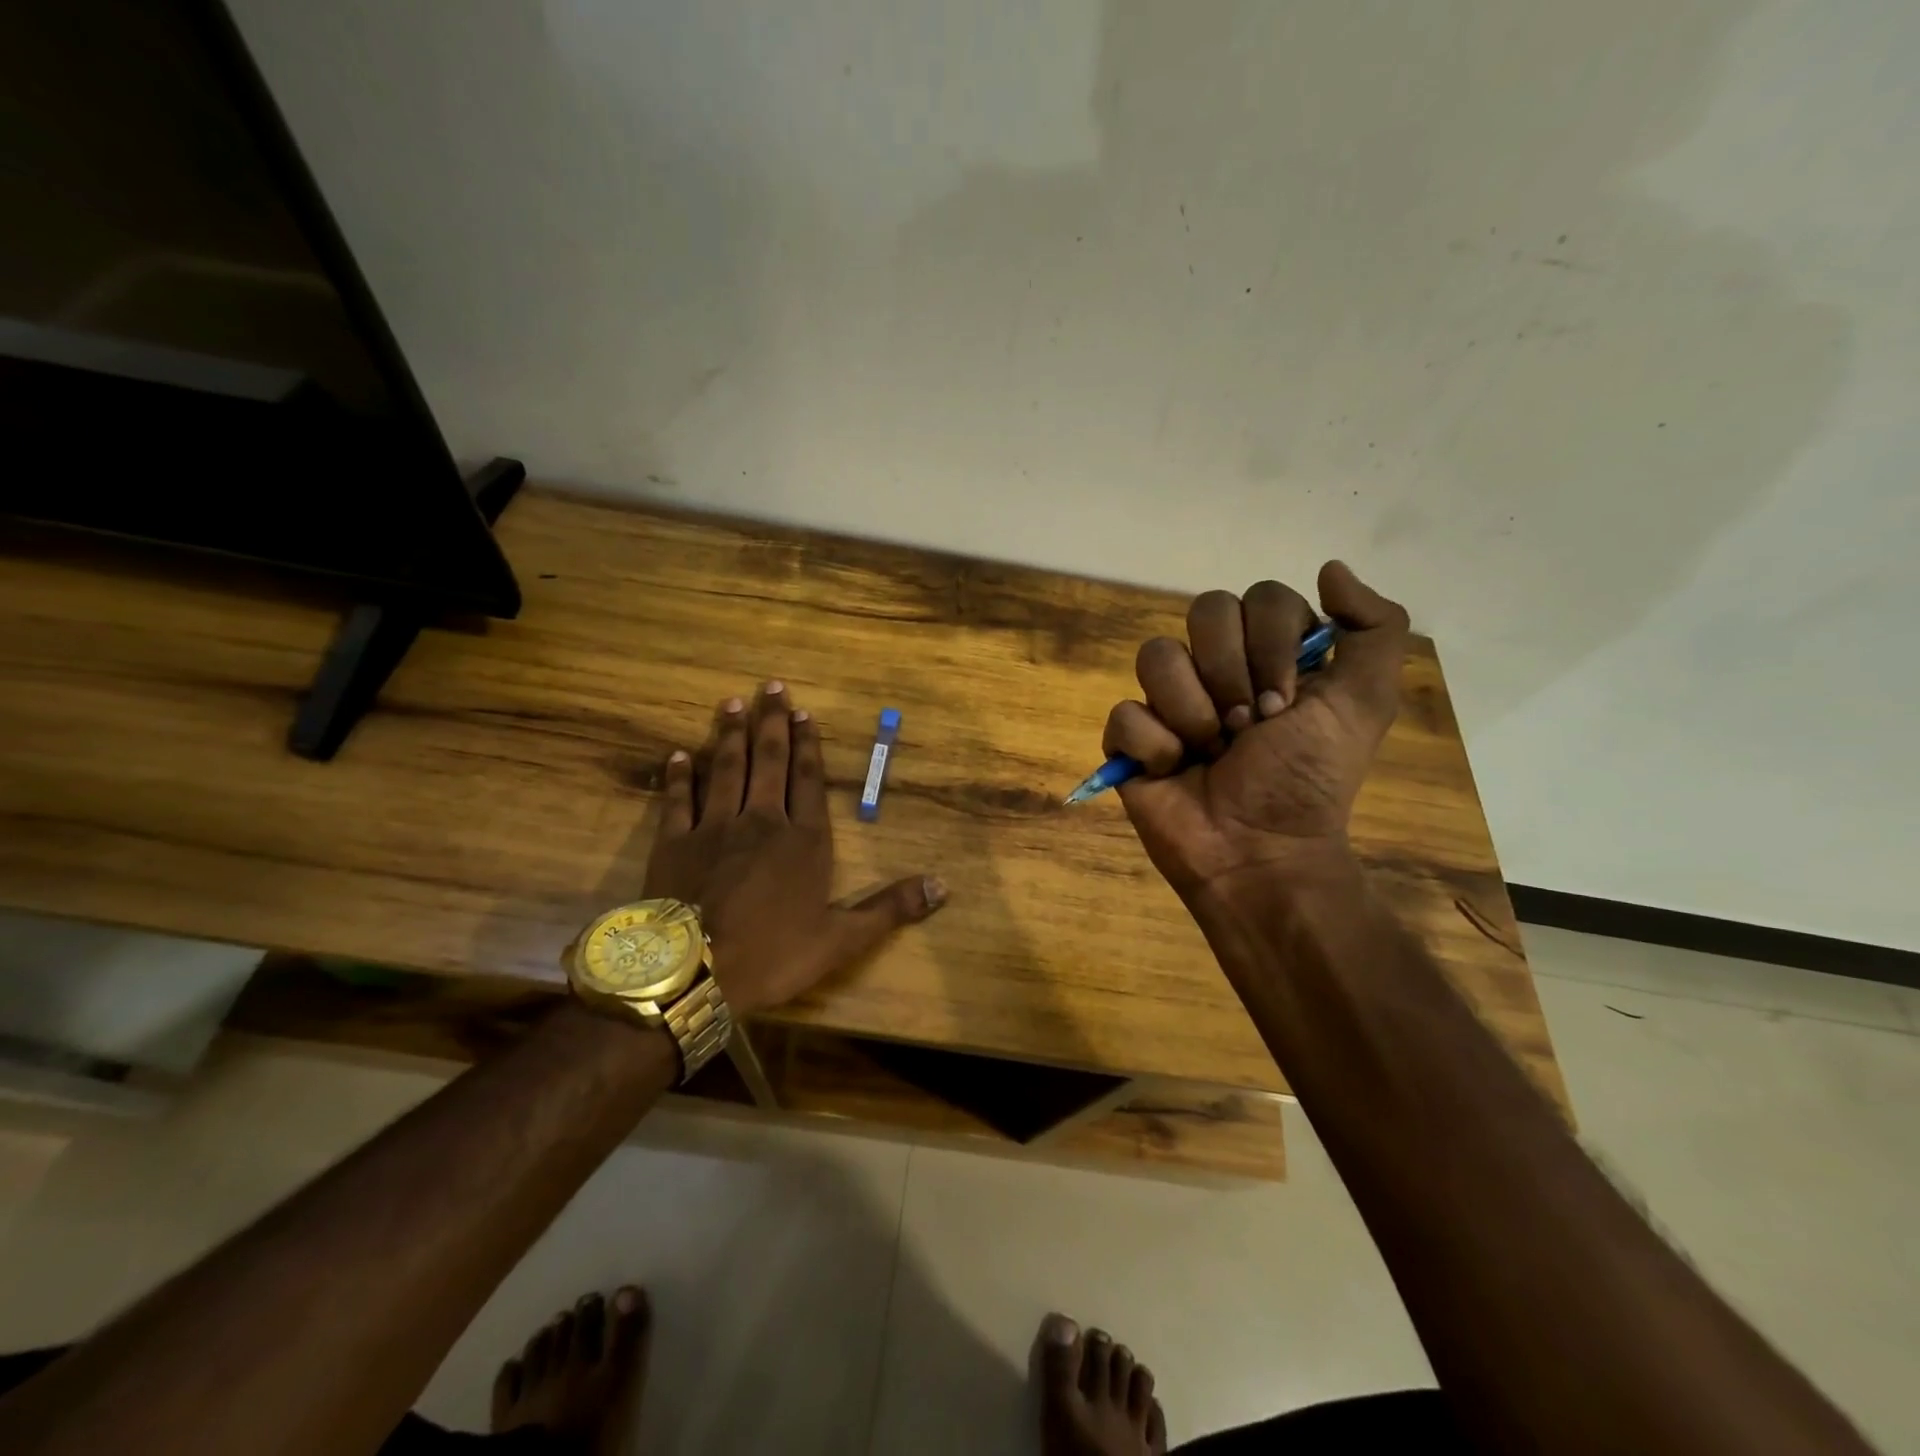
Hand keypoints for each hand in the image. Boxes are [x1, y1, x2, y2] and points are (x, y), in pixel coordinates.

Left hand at [642, 683, 945, 1016]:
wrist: (696, 974)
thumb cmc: (773, 954)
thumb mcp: (842, 939)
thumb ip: (890, 908)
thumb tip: (943, 886)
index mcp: (804, 841)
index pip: (809, 781)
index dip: (808, 746)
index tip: (804, 713)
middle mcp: (761, 822)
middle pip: (768, 763)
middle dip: (772, 723)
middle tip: (771, 686)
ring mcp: (714, 829)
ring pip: (725, 770)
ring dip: (730, 736)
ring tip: (733, 703)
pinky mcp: (674, 843)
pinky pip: (678, 801)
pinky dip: (679, 776)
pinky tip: (679, 755)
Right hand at [1103, 563, 1408, 903]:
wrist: (1259, 853)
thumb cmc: (1308, 780)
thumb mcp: (1364, 703)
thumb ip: (1372, 628)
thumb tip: (1329, 567)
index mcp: (1270, 654)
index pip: (1260, 597)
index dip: (1272, 645)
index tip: (1288, 704)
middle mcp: (1217, 667)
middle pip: (1204, 612)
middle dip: (1232, 674)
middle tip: (1248, 726)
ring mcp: (1168, 701)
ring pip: (1156, 656)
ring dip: (1192, 713)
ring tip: (1209, 753)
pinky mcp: (1129, 739)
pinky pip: (1124, 713)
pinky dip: (1155, 747)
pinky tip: (1173, 771)